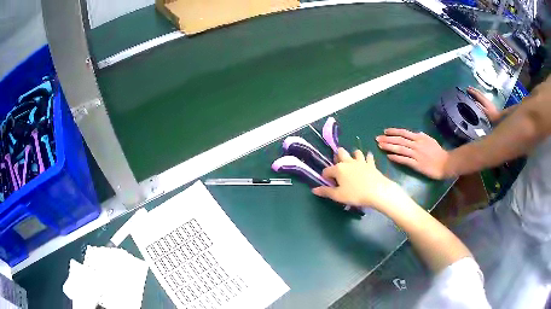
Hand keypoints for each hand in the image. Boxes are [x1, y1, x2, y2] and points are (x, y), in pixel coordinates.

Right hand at [311, 148, 401, 208]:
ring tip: (353, 162)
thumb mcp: (338, 196)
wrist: (377, 191)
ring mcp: (360, 161)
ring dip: (353, 155)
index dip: (325, 177)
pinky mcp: (371, 164)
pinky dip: (367, 158)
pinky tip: (367, 160)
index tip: (328, 184)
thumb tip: (314, 190)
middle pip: (341, 153)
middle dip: (338, 157)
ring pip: (355, 152)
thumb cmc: (355, 194)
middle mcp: (348, 162)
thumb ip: (326, 192)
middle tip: (339, 167)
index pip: (327, 170)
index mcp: (338, 169)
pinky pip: (369, 157)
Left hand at [376, 128, 449, 179]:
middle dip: (387, 139)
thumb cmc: (438, 152)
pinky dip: (396, 158)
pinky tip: (389, 157)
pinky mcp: (416, 164)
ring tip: (380, 146)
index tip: (385, 131)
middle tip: (377, 139)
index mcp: (419, 137)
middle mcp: (416, 144)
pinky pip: (404, 160)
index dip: (393, 131)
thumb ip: (421, 136)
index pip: (403, 133)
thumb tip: (415, 133)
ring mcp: (416, 154)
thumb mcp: (430, 140)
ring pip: (400, 149)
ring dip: (389, 147)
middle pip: (399, 140)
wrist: (445, 164)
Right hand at [467, 86, 500, 122]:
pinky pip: (482, 96)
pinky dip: (479, 94)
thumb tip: (474, 102)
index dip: (472, 92)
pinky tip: (479, 95)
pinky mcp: (489, 103)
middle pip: (479, 93)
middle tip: (468, 87)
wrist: (499, 118)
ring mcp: (488, 101)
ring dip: (476, 91)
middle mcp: (486, 99)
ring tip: (472, 89)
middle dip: (474, 90)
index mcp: (484, 101)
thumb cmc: (492, 117)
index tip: (467, 89)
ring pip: (481, 94)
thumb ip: (480, 107)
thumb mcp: (485, 113)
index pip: (477, 95)